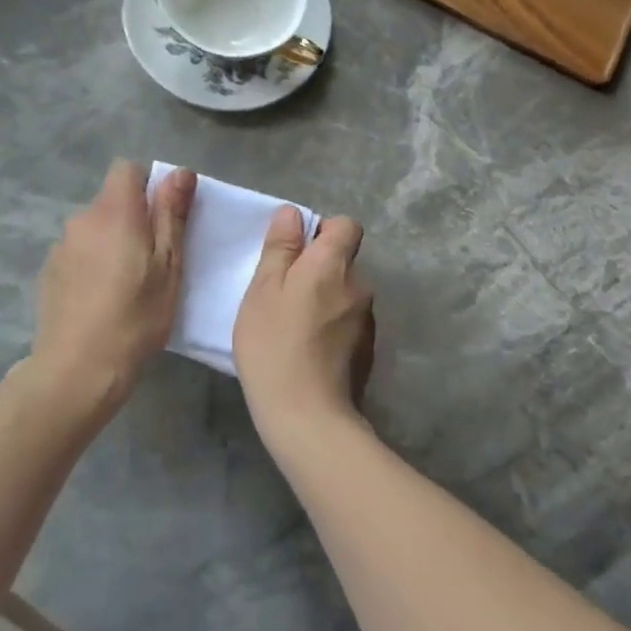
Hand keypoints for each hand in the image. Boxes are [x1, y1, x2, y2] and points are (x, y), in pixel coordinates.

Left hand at [32, 161, 195, 412]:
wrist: (77, 370)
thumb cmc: (136, 316)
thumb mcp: (169, 266)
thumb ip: (172, 214)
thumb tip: (180, 172)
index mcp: (114, 212)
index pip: (127, 169)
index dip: (148, 185)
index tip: (162, 219)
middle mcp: (82, 219)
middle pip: (111, 200)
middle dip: (133, 218)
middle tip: (153, 260)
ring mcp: (61, 246)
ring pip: (95, 228)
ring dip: (111, 242)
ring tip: (125, 284)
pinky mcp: (49, 272)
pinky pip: (78, 252)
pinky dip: (92, 263)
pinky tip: (100, 298)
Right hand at [232, 207, 375, 451]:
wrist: (308, 417)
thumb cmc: (274, 345)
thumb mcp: (263, 290)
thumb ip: (280, 248)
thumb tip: (292, 214)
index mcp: (334, 264)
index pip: (346, 226)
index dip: (322, 231)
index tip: (296, 252)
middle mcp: (359, 285)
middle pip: (343, 261)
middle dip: (318, 269)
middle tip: (282, 294)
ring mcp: (367, 320)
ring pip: (345, 293)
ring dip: (325, 299)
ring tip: (292, 327)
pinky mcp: (367, 350)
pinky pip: (348, 322)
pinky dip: (332, 327)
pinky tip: (308, 351)